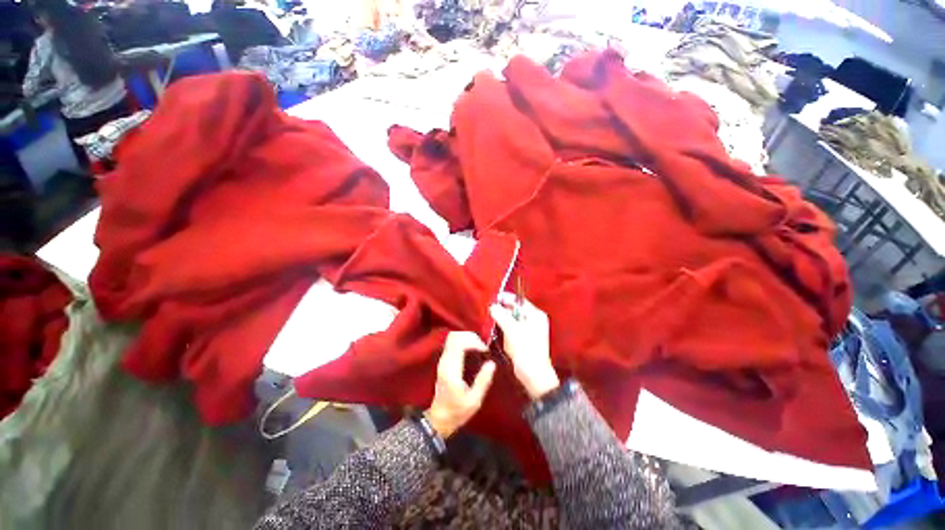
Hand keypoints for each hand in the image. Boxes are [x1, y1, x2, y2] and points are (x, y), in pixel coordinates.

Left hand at [425, 332, 495, 438]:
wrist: (439, 418)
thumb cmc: (458, 411)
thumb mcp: (474, 400)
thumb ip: (483, 381)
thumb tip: (491, 363)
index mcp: (451, 370)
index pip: (459, 343)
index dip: (474, 341)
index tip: (485, 349)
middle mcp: (445, 361)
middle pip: (454, 336)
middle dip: (471, 336)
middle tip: (483, 346)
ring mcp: (443, 360)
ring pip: (452, 337)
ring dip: (467, 337)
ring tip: (479, 346)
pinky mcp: (444, 360)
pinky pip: (452, 343)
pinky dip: (463, 341)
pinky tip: (473, 349)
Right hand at [489, 293, 559, 399]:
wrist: (533, 374)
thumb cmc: (525, 349)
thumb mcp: (511, 329)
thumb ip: (501, 315)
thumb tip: (492, 306)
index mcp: (536, 315)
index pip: (519, 301)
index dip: (506, 298)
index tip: (494, 298)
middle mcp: (534, 320)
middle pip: (515, 310)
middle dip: (503, 310)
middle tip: (490, 310)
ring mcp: (530, 331)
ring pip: (512, 320)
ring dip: (503, 321)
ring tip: (493, 321)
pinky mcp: (524, 340)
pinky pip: (512, 330)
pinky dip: (505, 330)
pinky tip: (499, 334)